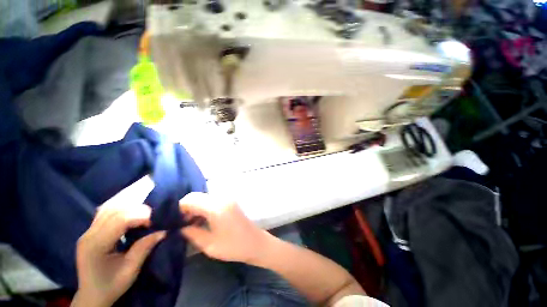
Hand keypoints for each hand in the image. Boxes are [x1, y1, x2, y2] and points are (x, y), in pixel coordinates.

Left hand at [72, 203, 165, 306]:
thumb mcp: (130, 271)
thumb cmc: (111, 286)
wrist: (92, 295)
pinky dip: (121, 207)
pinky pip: (106, 211)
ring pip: (109, 207)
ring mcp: (88, 231)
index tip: (155, 222)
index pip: (119, 220)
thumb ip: (144, 248)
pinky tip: (131, 210)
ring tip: (145, 211)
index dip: (140, 216)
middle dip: (137, 209)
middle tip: (153, 215)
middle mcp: (89, 234)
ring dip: (129, 205)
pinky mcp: (91, 231)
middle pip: (114, 210)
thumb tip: (163, 231)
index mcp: (96, 245)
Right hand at [179, 192, 270, 263]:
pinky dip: (204, 208)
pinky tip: (202, 221)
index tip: (174, 222)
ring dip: (195, 208)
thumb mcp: (209, 245)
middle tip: (182, 225)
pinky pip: (212, 201)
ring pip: (204, 198)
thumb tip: (179, 228)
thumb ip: (191, 233)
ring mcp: (227, 198)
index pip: (190, 199)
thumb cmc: (233, 246)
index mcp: (216, 207)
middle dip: (186, 208)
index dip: (179, 209)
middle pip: (197, 196)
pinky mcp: (230, 202)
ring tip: (190, 225)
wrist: (255, 242)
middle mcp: (222, 198)